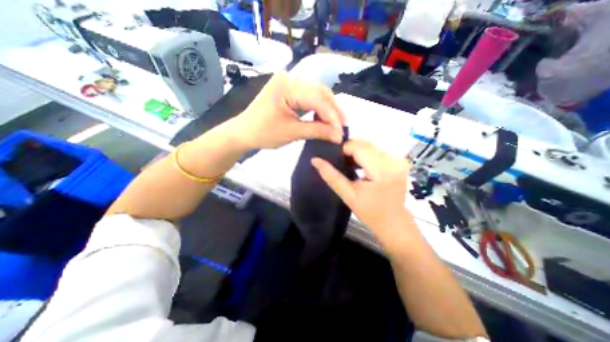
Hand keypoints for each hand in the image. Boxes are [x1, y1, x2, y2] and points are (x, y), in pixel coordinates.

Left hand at [233, 71, 347, 149]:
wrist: (244, 132)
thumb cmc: (264, 133)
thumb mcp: (292, 132)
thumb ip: (318, 131)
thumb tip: (339, 136)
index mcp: (287, 86)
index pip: (317, 99)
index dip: (332, 116)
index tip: (341, 132)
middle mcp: (289, 78)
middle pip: (320, 92)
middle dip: (333, 110)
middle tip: (343, 126)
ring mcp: (289, 83)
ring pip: (317, 93)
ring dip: (328, 108)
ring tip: (338, 123)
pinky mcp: (289, 90)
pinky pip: (309, 97)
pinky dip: (319, 108)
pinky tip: (325, 117)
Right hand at [315, 140, 413, 249]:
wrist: (393, 222)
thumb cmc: (370, 212)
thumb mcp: (348, 195)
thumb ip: (331, 176)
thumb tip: (315, 160)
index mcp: (382, 170)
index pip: (358, 147)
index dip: (343, 149)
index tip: (335, 159)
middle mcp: (393, 160)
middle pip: (365, 143)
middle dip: (350, 150)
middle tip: (341, 164)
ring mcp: (398, 159)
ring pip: (370, 145)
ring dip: (357, 152)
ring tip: (350, 166)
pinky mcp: (399, 160)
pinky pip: (377, 150)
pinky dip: (366, 155)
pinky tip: (361, 166)